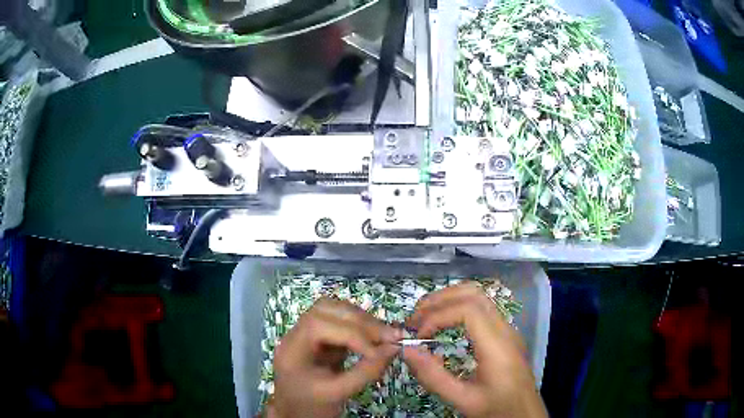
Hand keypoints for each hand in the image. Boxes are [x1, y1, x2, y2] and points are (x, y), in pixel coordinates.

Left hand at [268, 297, 402, 417]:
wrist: (297, 413)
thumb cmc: (312, 407)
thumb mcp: (338, 393)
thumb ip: (366, 371)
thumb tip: (394, 348)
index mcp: (291, 349)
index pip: (318, 325)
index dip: (351, 334)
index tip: (377, 351)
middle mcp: (295, 334)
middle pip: (326, 310)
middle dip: (361, 321)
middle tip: (390, 336)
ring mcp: (306, 333)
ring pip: (333, 310)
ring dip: (361, 319)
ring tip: (384, 335)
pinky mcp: (319, 337)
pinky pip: (339, 321)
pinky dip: (359, 326)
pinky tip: (374, 337)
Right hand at [403, 282, 547, 417]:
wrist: (524, 412)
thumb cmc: (497, 407)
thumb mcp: (462, 399)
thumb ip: (433, 376)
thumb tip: (407, 350)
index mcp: (497, 345)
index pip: (468, 310)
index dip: (438, 315)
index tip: (419, 335)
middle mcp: (505, 329)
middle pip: (473, 294)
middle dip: (439, 299)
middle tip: (415, 318)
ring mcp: (507, 329)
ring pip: (479, 296)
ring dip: (449, 299)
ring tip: (425, 316)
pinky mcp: (505, 333)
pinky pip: (482, 308)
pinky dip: (457, 306)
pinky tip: (444, 324)